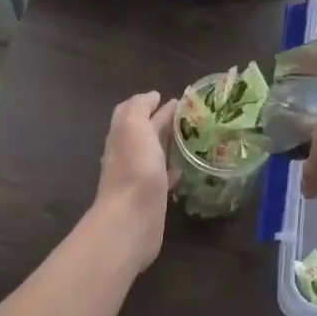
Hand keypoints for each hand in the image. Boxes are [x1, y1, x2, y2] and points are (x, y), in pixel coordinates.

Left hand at [92, 91, 176, 270]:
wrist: (131, 219)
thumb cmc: (134, 167)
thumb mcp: (134, 126)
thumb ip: (140, 107)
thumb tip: (152, 97)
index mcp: (123, 133)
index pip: (132, 110)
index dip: (149, 101)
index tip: (176, 98)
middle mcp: (127, 153)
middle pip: (145, 131)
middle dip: (163, 120)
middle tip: (191, 114)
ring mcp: (139, 176)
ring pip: (155, 152)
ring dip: (170, 143)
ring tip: (194, 136)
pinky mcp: (152, 196)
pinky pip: (163, 176)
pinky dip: (173, 167)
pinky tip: (186, 167)